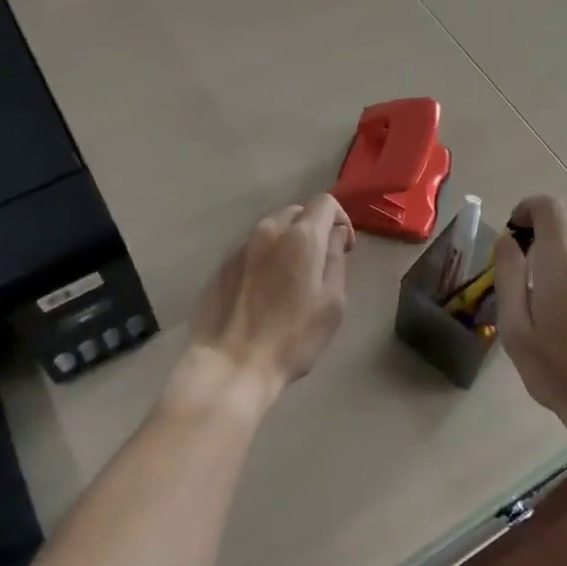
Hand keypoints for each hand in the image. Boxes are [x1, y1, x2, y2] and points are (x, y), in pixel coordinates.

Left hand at [183, 193, 353, 406]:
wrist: (232, 364)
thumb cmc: (292, 337)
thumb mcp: (332, 303)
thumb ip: (336, 260)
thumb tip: (333, 236)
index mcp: (301, 236)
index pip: (325, 202)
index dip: (340, 219)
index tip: (344, 248)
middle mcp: (269, 230)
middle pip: (297, 212)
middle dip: (313, 230)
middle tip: (320, 264)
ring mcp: (241, 246)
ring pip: (272, 230)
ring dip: (288, 244)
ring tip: (291, 279)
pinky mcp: (222, 265)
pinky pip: (252, 250)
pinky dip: (266, 259)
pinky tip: (265, 292)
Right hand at [494, 195, 566, 441]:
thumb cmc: (558, 373)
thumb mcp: (515, 329)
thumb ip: (509, 275)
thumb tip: (507, 239)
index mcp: (562, 266)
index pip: (549, 207)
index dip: (529, 207)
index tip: (517, 228)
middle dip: (547, 243)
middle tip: (534, 279)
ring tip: (564, 309)